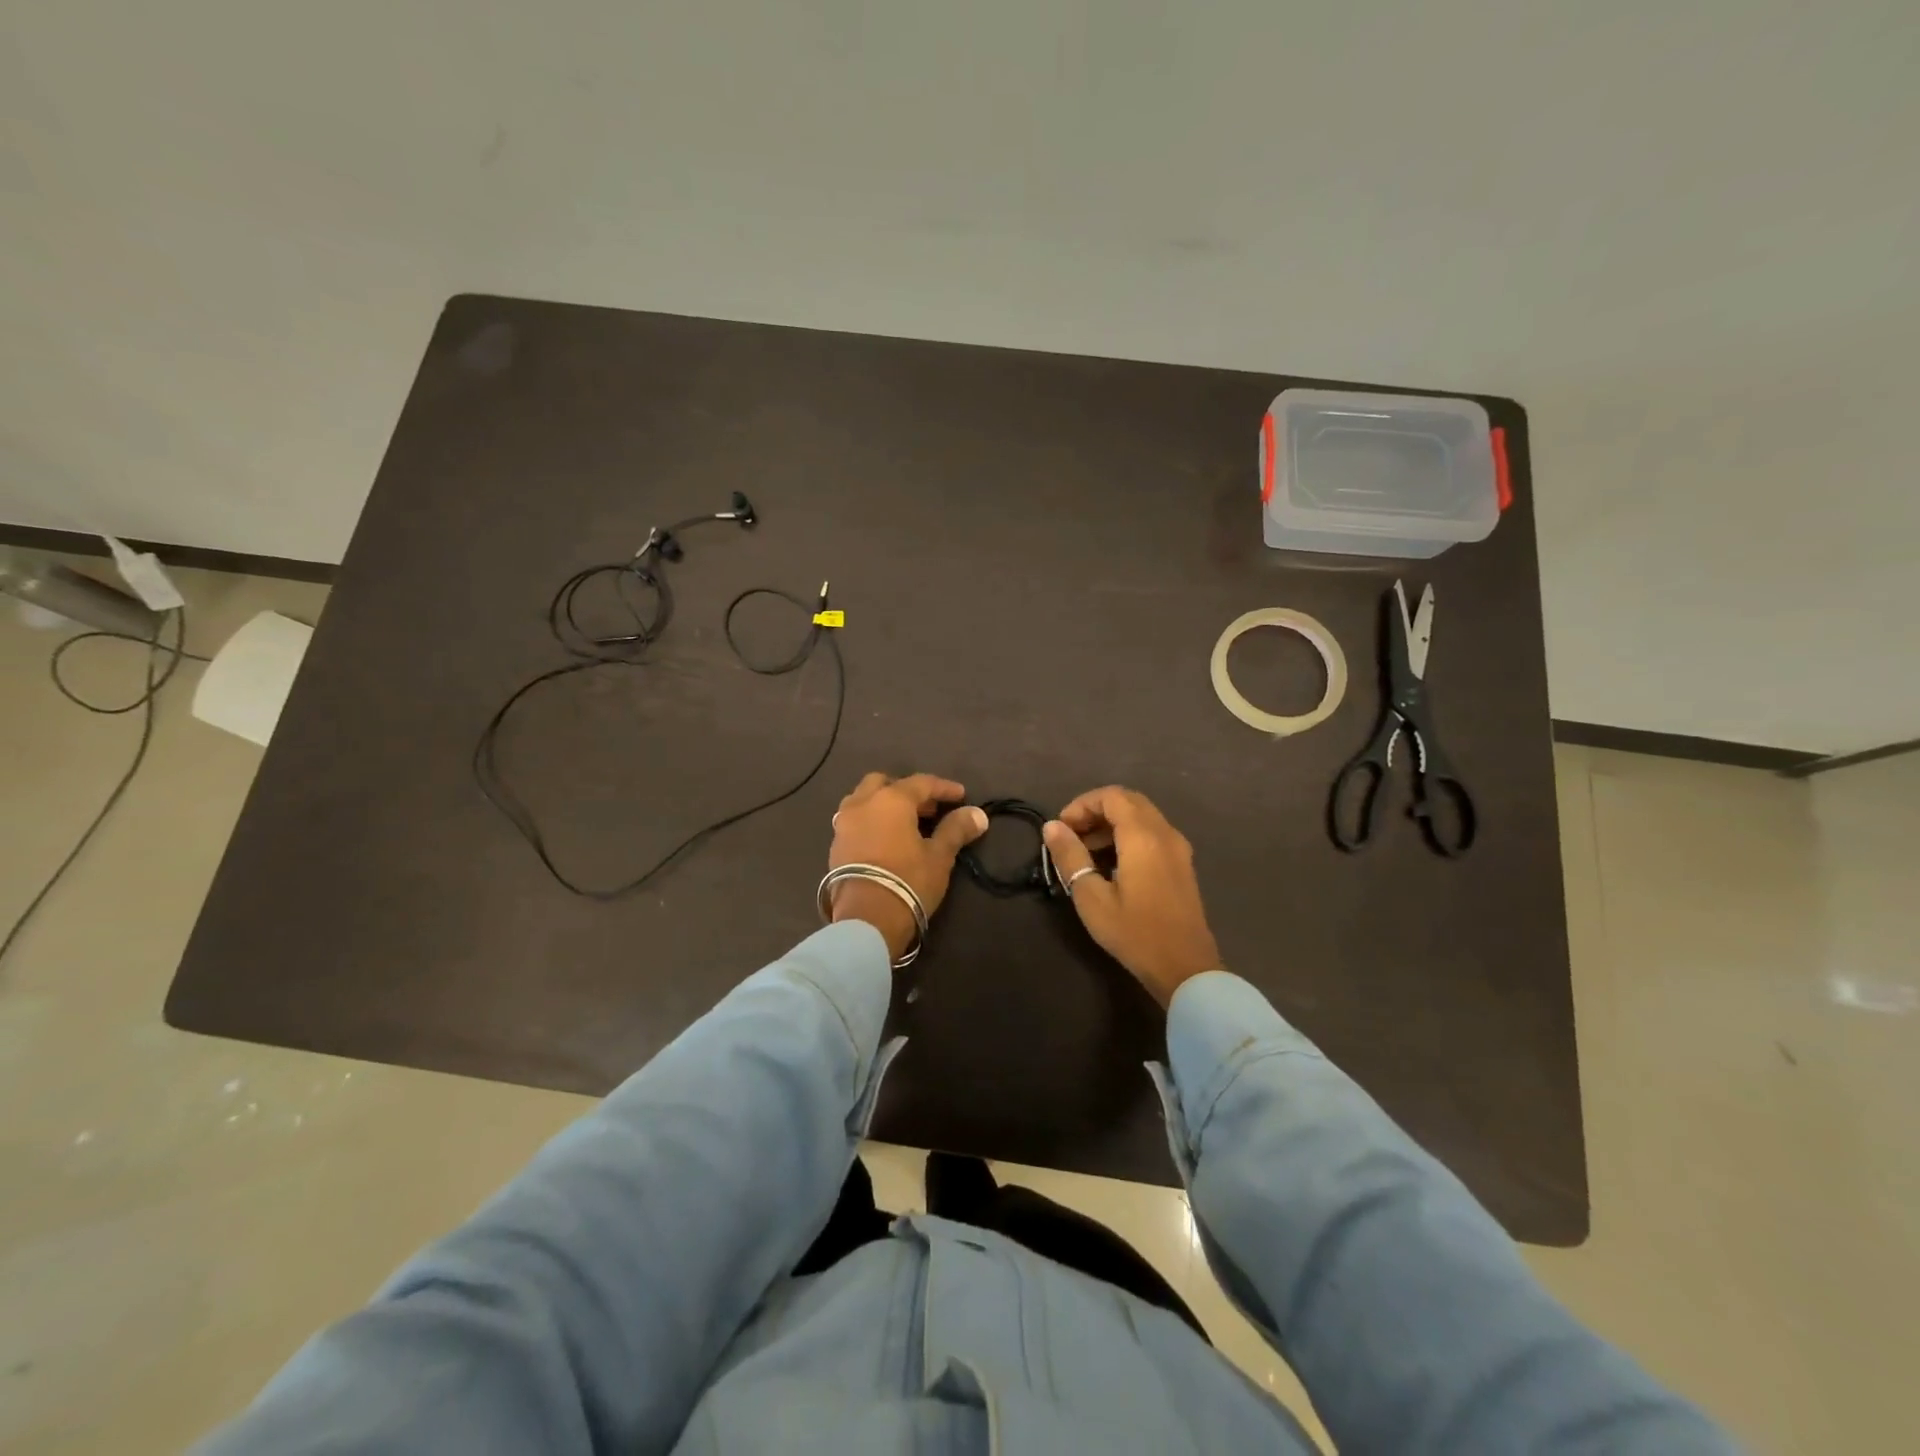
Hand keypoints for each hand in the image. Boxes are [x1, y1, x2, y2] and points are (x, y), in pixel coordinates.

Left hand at [828, 773, 988, 961]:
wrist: (867, 919)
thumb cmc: (909, 881)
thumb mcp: (939, 856)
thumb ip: (956, 830)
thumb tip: (978, 813)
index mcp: (891, 799)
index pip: (921, 783)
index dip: (944, 788)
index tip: (961, 795)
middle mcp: (863, 803)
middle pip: (884, 783)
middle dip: (907, 790)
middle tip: (928, 809)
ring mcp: (843, 824)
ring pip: (863, 799)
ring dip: (883, 803)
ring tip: (904, 823)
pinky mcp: (835, 846)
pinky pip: (854, 820)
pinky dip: (870, 820)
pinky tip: (885, 839)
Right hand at [1043, 786, 1221, 1007]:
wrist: (1185, 968)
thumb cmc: (1134, 933)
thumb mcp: (1091, 897)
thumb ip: (1070, 857)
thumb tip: (1052, 827)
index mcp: (1143, 836)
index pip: (1111, 796)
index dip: (1082, 804)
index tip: (1062, 828)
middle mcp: (1165, 833)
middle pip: (1128, 801)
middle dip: (1096, 811)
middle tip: (1072, 835)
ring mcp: (1178, 848)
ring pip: (1142, 817)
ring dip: (1112, 824)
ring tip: (1086, 852)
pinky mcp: (1182, 865)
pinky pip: (1153, 834)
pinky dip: (1129, 836)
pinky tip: (1111, 864)